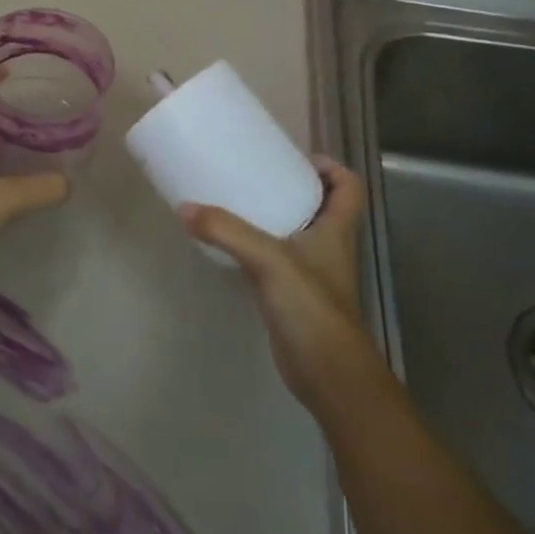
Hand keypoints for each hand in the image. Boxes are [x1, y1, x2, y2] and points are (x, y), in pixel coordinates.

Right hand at [182, 158, 374, 407]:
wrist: (328, 375)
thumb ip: (227, 231)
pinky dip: (260, 248)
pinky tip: (233, 247)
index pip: (350, 187)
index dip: (331, 167)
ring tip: (239, 203)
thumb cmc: (311, 307)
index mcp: (337, 230)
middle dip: (295, 187)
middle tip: (258, 174)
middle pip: (323, 206)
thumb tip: (185, 208)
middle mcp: (329, 248)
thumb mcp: (268, 259)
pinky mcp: (295, 297)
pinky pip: (279, 260)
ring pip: (299, 233)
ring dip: (276, 217)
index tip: (296, 158)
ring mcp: (314, 274)